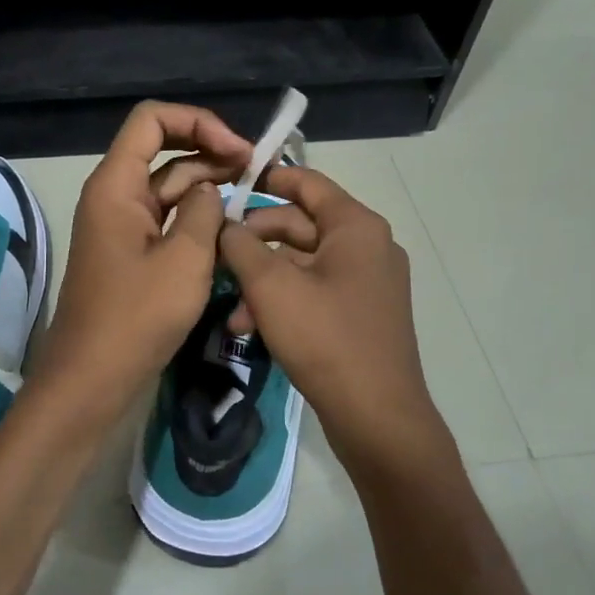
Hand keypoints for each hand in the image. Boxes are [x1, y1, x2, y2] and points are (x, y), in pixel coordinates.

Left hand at [34, 102, 253, 416]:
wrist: (93, 379)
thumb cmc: (136, 317)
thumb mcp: (185, 259)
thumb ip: (205, 211)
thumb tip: (209, 190)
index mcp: (116, 185)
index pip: (152, 120)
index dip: (198, 122)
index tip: (238, 151)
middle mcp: (115, 196)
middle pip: (163, 150)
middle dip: (210, 151)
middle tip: (257, 169)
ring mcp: (123, 226)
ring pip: (168, 186)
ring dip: (208, 185)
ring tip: (252, 194)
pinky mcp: (133, 253)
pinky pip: (167, 219)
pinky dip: (196, 217)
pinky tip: (230, 227)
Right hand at [217, 165, 451, 481]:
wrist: (377, 417)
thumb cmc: (325, 338)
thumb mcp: (271, 287)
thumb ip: (241, 245)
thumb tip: (224, 224)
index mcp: (355, 227)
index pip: (307, 182)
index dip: (267, 178)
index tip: (228, 182)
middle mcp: (368, 246)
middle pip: (301, 224)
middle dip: (255, 240)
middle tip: (217, 252)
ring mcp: (367, 282)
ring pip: (302, 263)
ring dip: (263, 278)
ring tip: (231, 308)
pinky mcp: (360, 314)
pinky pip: (314, 290)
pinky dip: (282, 300)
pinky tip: (249, 327)